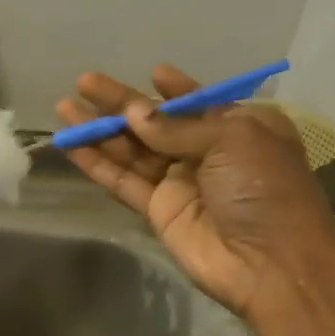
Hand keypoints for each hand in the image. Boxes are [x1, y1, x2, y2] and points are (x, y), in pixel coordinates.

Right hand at [57, 65, 334, 322]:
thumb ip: (176, 127)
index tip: (151, 72)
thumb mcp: (232, 140)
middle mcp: (208, 153)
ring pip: (132, 151)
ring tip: (64, 108)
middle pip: (155, 124)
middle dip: (120, 104)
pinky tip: (72, 146)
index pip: (199, 104)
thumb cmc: (264, 188)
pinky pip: (123, 182)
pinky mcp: (158, 212)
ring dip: (99, 130)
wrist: (270, 263)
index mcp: (240, 128)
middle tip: (83, 82)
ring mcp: (180, 183)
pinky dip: (97, 165)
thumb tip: (133, 114)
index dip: (173, 90)